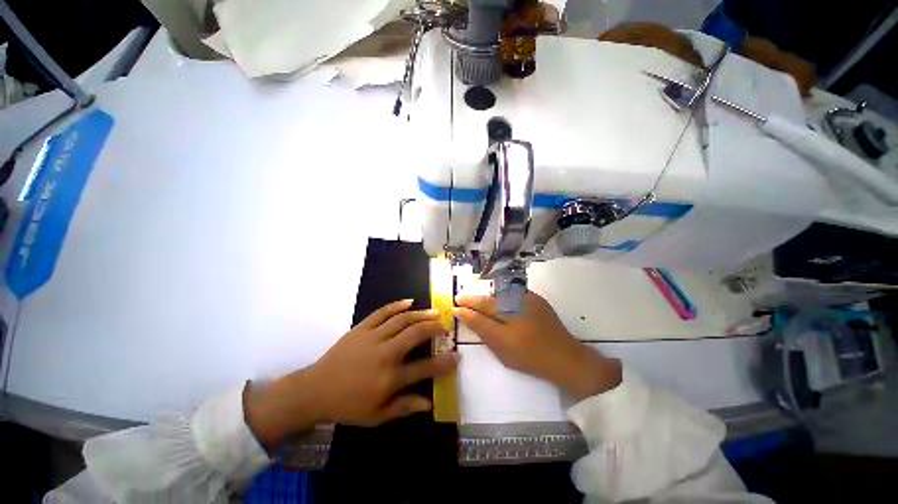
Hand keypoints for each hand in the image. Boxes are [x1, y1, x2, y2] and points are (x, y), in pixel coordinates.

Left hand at [247, 300, 457, 445]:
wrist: (315, 390)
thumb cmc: (347, 406)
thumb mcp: (376, 416)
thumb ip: (403, 407)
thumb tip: (428, 403)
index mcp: (389, 378)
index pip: (424, 368)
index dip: (444, 363)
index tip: (456, 356)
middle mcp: (385, 354)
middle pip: (416, 334)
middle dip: (434, 328)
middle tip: (444, 326)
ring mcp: (372, 337)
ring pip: (402, 319)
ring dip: (421, 314)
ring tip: (434, 312)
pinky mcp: (361, 328)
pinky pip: (382, 312)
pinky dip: (397, 305)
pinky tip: (409, 301)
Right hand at [454, 292, 620, 400]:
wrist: (565, 358)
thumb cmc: (530, 357)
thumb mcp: (501, 347)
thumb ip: (480, 327)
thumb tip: (461, 312)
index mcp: (508, 313)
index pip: (480, 306)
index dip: (466, 304)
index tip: (455, 303)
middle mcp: (517, 300)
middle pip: (489, 297)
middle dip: (474, 299)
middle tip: (462, 299)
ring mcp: (528, 298)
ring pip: (500, 294)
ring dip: (487, 297)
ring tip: (477, 302)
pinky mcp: (536, 299)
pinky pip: (512, 293)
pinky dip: (501, 297)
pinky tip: (498, 302)